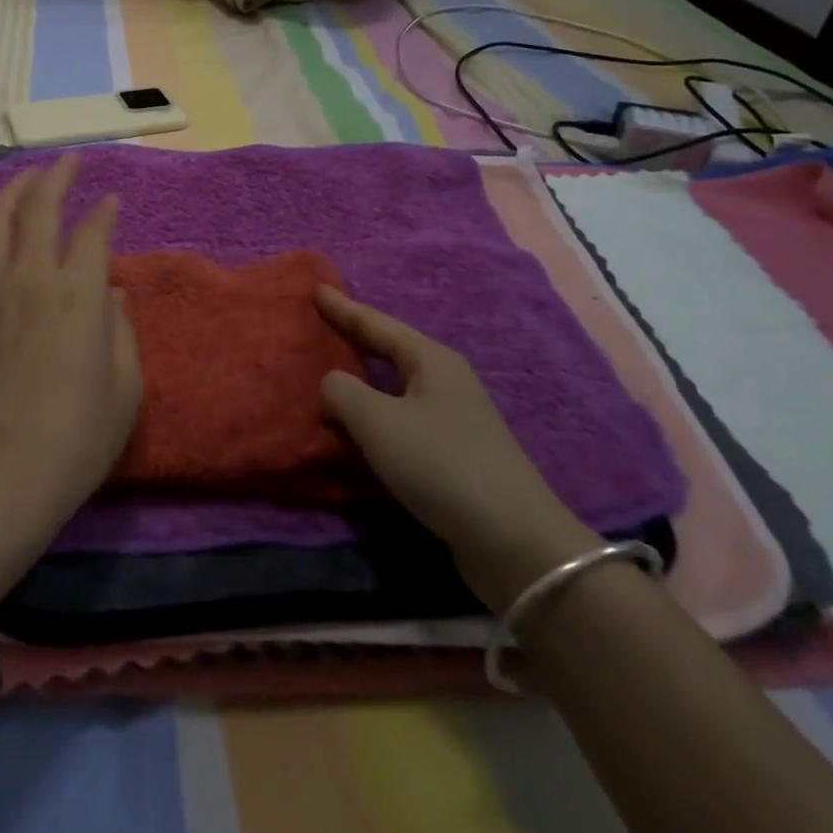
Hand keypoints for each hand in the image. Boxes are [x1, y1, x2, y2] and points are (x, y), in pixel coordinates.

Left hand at [0, 154, 143, 537]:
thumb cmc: (76, 437)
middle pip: (40, 206)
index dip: (104, 210)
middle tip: (69, 161)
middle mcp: (30, 276)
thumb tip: (107, 291)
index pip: (93, 231)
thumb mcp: (126, 387)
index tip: (111, 200)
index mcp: (78, 293)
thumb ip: (121, 329)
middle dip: (58, 176)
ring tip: (27, 178)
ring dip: (15, 190)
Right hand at [316, 286, 597, 612]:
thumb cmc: (441, 464)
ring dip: (367, 381)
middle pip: (392, 350)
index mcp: (431, 360)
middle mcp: (446, 382)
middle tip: (323, 325)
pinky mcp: (456, 457)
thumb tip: (334, 384)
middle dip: (358, 338)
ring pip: (398, 388)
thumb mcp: (377, 422)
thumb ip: (342, 392)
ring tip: (335, 375)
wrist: (516, 543)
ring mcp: (456, 420)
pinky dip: (378, 417)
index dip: (344, 308)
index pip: (377, 324)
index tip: (317, 290)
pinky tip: (362, 430)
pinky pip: (404, 421)